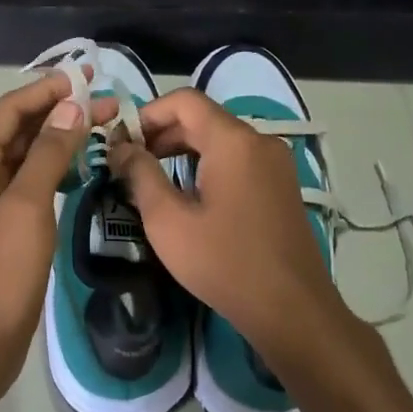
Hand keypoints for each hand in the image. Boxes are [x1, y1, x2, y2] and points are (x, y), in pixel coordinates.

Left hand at [0, 70, 115, 401]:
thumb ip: (47, 154)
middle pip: (20, 130)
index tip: (86, 75)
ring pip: (28, 156)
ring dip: (62, 139)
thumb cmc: (0, 273)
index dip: (46, 90)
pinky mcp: (4, 224)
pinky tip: (84, 166)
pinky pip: (31, 183)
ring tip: (104, 127)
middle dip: (60, 113)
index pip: (9, 111)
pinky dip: (57, 169)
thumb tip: (69, 107)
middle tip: (108, 103)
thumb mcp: (26, 207)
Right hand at [109, 88, 349, 361]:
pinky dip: (208, 164)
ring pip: (221, 139)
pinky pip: (238, 159)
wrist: (292, 310)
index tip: (122, 142)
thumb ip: (140, 175)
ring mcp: (276, 163)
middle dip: (162, 133)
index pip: (184, 101)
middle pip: (203, 118)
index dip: (147, 113)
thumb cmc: (224, 263)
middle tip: (130, 163)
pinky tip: (189, 195)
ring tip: (153, 179)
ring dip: (183, 150)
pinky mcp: (282, 185)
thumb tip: (121, 148)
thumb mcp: (168, 221)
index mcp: (233, 141)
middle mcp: (260, 141)